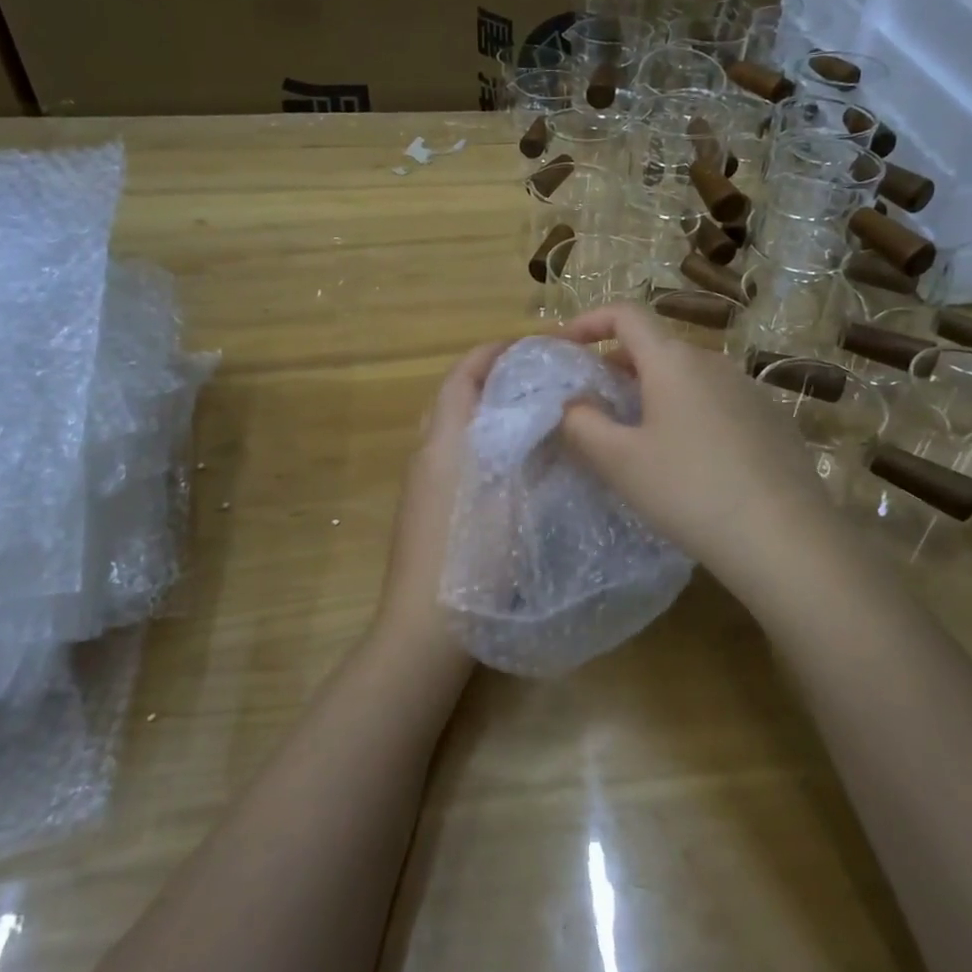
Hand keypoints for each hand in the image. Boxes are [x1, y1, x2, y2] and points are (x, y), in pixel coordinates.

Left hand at [372, 340, 508, 662]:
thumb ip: (534, 452)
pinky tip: (508, 461)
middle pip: (453, 396)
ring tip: (528, 412)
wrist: (425, 626)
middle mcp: (425, 453)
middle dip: (490, 377)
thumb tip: (550, 415)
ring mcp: (420, 482)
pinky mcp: (422, 508)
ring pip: (451, 427)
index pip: (463, 375)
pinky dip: (477, 440)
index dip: (493, 352)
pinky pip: (450, 455)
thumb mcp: (515, 499)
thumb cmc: (473, 558)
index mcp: (445, 441)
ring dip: (483, 409)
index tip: (532, 345)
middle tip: (535, 376)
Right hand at [556, 305, 837, 596]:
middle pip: (656, 347)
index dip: (588, 321)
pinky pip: (717, 402)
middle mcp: (714, 363)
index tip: (563, 346)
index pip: (626, 314)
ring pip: (688, 377)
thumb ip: (581, 424)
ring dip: (653, 392)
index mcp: (673, 361)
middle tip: (593, 403)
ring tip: (636, 436)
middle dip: (616, 365)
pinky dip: (688, 413)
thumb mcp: (619, 461)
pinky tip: (688, 461)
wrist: (784, 537)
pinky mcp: (772, 421)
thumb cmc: (689, 490)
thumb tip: (571, 403)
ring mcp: (749, 390)